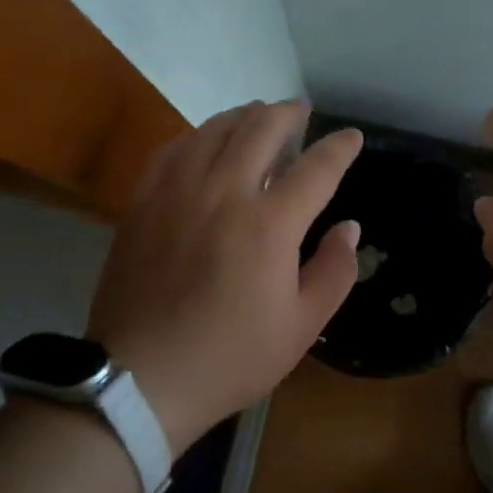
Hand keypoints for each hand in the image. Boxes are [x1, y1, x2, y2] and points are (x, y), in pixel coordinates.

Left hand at [88, 100, 363, 453]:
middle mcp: (224, 193)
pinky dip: (198, 135)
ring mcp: (177, 193)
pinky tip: (205, 140)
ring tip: (257, 114)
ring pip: (214, 130)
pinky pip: (173, 149)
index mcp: (269, 225)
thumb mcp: (301, 327)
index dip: (339, 147)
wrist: (140, 381)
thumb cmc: (230, 358)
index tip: (352, 137)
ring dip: (243, 115)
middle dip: (288, 114)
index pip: (316, 167)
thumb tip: (349, 228)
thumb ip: (334, 271)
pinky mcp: (143, 203)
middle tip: (301, 111)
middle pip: (261, 129)